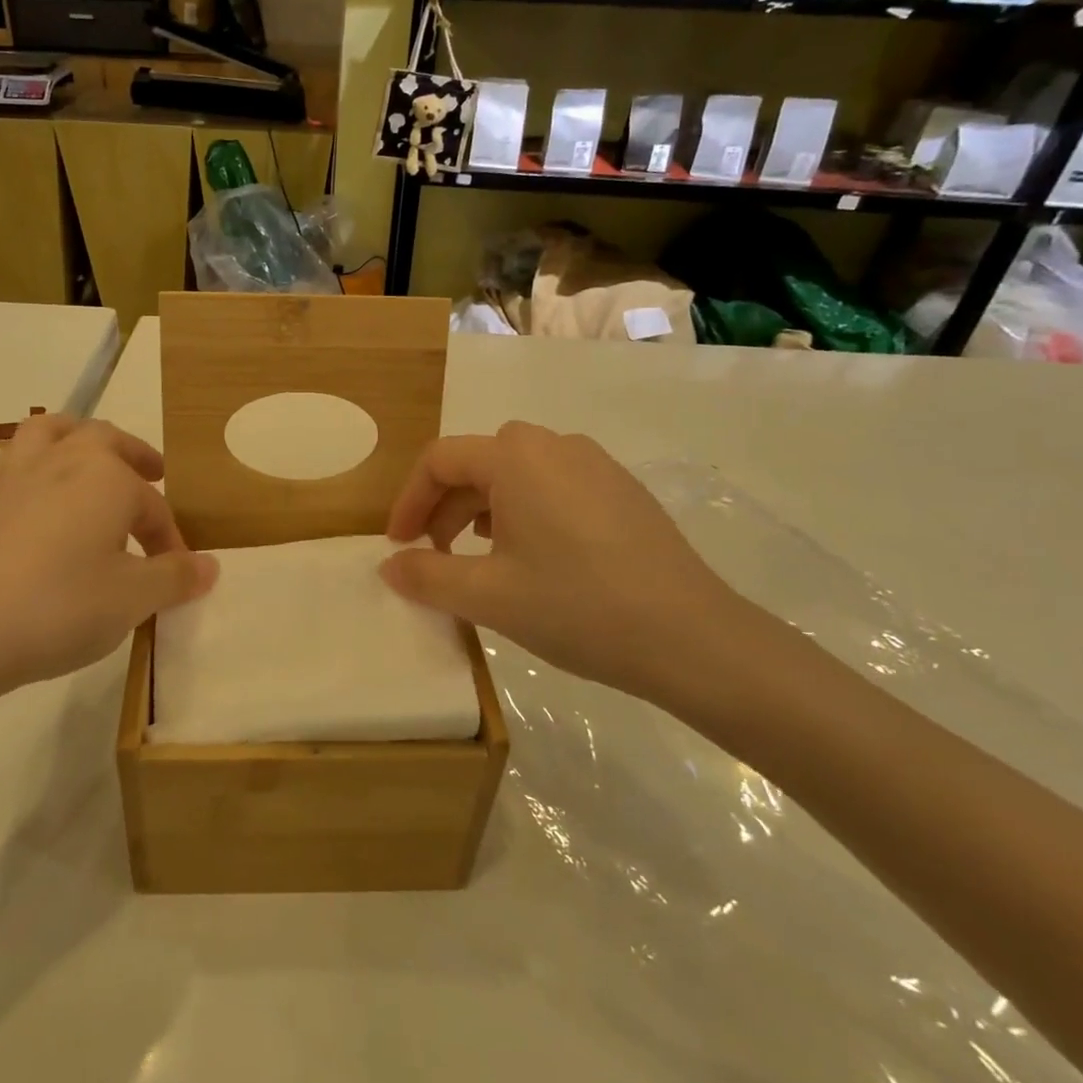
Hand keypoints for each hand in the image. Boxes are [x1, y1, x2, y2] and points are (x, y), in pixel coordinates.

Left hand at [0, 416, 216, 731]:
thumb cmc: (58, 607)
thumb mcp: (132, 599)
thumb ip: (174, 578)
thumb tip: (210, 566)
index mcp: (106, 477)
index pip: (153, 506)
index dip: (171, 540)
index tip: (178, 574)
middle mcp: (60, 462)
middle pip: (103, 439)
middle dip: (133, 455)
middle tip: (152, 473)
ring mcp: (11, 479)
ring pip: (47, 434)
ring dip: (76, 439)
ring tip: (89, 460)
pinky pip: (15, 472)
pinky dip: (36, 478)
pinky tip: (37, 517)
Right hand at [380, 422, 747, 706]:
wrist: (692, 637)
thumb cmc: (578, 607)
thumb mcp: (489, 596)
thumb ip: (427, 576)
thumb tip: (389, 566)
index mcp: (516, 457)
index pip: (440, 460)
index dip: (409, 501)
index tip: (398, 545)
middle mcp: (555, 445)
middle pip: (477, 463)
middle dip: (443, 507)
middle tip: (432, 555)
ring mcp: (595, 465)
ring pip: (516, 474)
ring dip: (481, 509)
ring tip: (476, 556)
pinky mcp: (622, 490)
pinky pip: (553, 486)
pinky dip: (523, 512)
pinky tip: (532, 557)